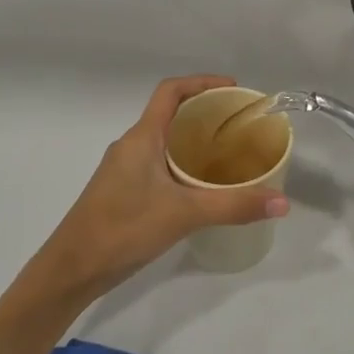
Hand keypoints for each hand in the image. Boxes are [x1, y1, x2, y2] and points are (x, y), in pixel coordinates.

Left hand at [23, 75, 289, 305]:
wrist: (70, 271)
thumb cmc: (122, 230)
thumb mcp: (184, 214)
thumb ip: (234, 206)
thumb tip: (283, 202)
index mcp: (142, 137)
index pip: (171, 91)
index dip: (202, 82)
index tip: (233, 90)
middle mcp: (131, 145)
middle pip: (170, 114)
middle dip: (205, 113)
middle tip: (240, 125)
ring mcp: (124, 169)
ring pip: (164, 141)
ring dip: (194, 140)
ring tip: (228, 154)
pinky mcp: (122, 191)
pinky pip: (158, 163)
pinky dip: (182, 163)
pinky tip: (201, 187)